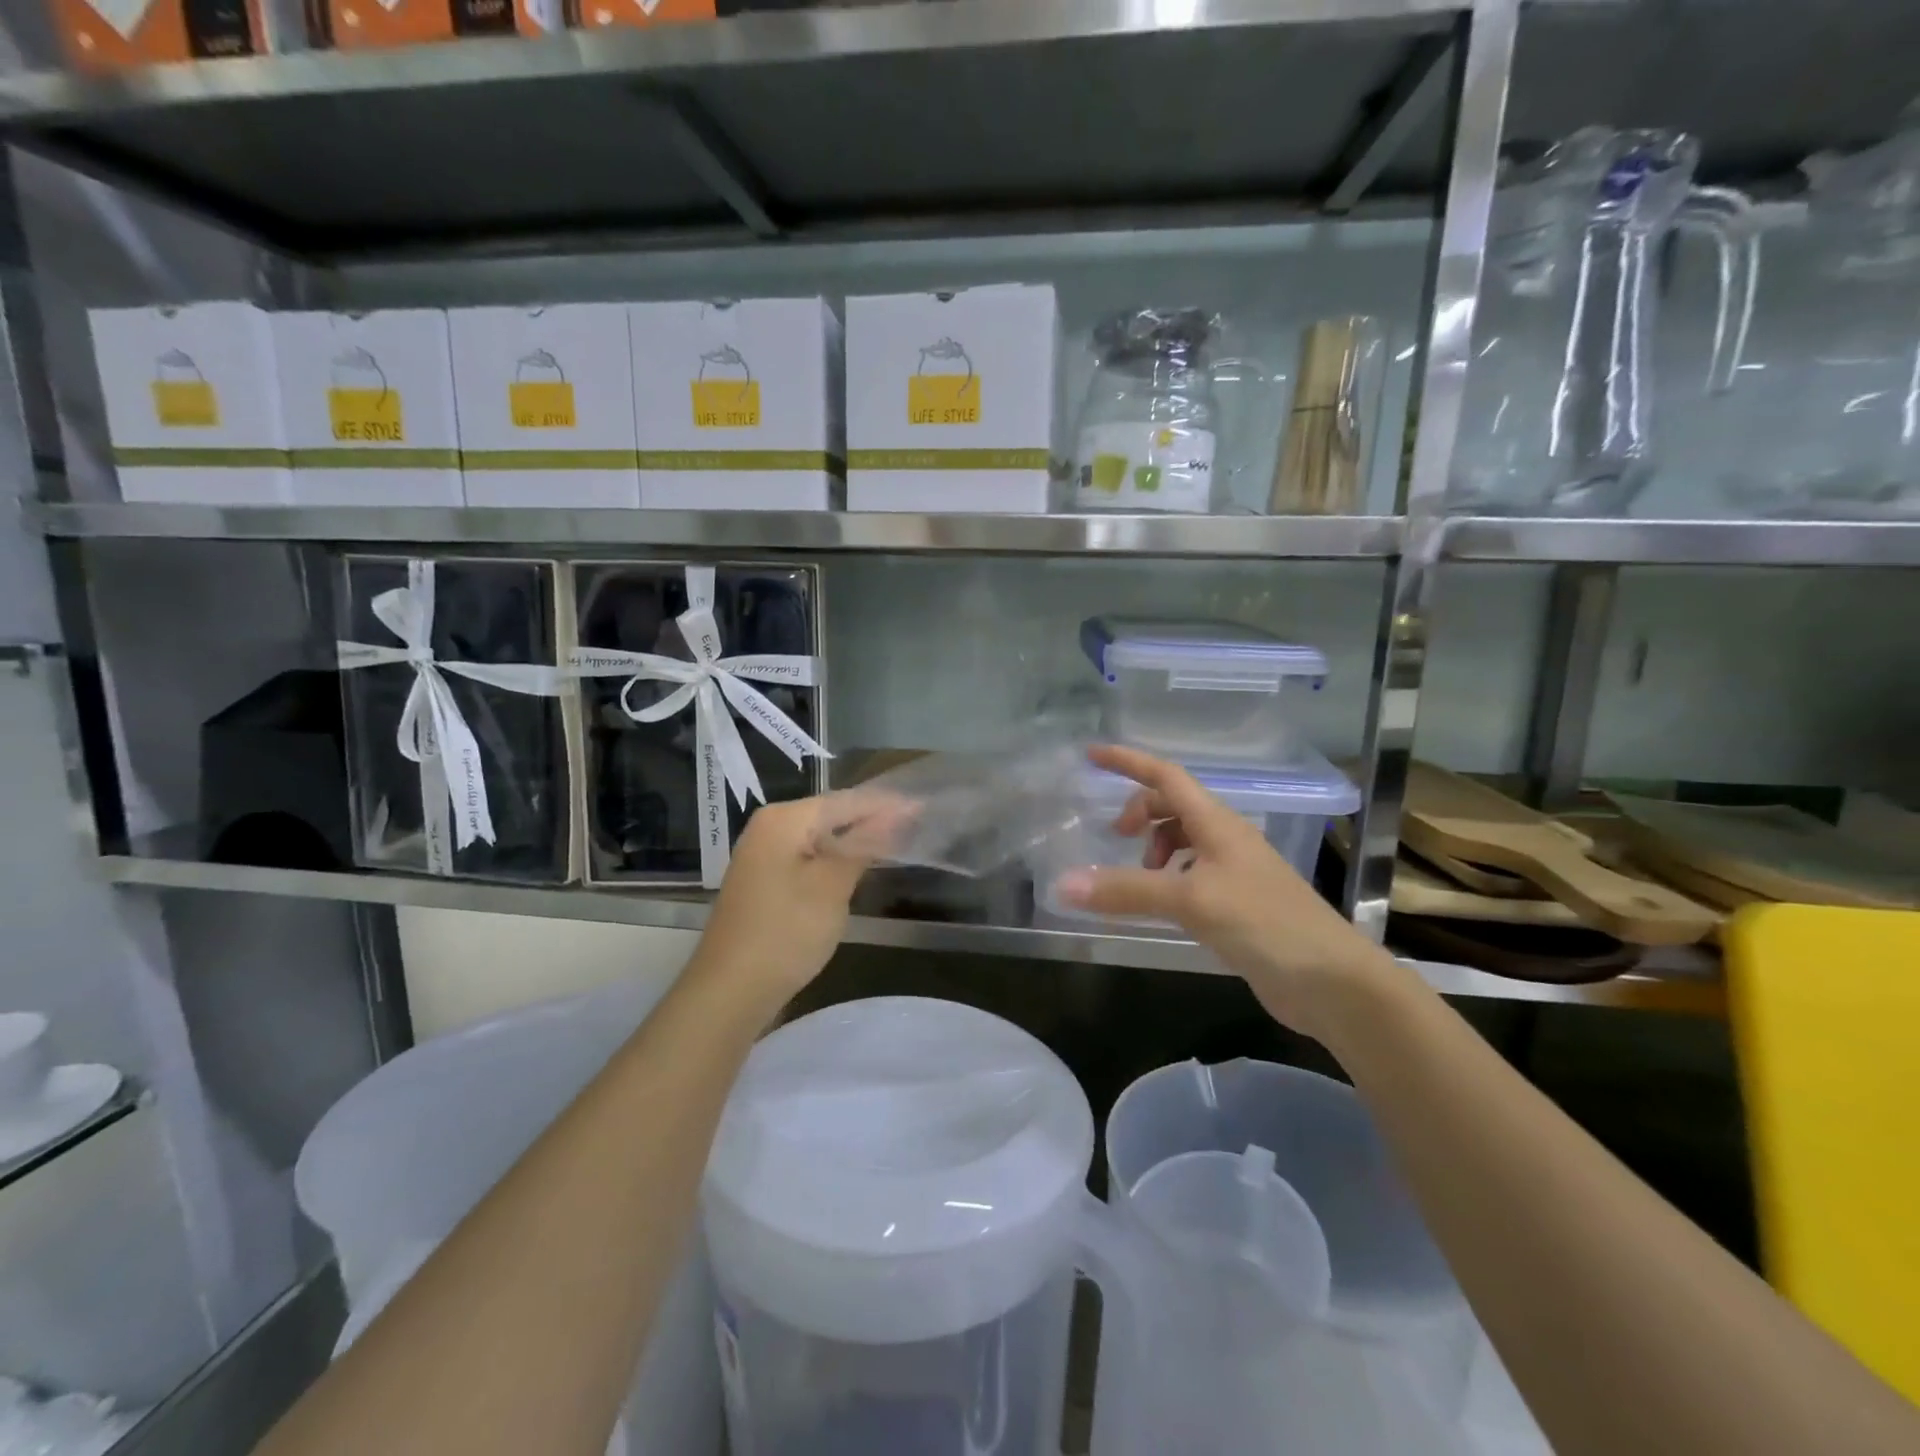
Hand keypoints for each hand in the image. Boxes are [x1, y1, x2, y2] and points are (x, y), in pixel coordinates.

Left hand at [690, 794, 895, 1009]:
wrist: (729, 991)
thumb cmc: (786, 932)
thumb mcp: (832, 885)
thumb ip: (865, 844)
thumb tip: (898, 812)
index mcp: (783, 818)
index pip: (846, 800)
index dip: (886, 804)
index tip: (923, 807)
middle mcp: (769, 826)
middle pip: (831, 814)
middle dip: (871, 819)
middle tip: (916, 823)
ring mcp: (762, 854)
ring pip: (820, 837)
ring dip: (855, 840)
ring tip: (896, 842)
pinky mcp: (764, 881)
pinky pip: (808, 857)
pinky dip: (834, 860)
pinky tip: (857, 867)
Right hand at [1054, 745, 1397, 1040]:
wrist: (1332, 981)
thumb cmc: (1265, 924)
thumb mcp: (1190, 901)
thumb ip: (1127, 891)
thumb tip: (1064, 884)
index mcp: (1217, 823)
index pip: (1166, 776)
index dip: (1128, 762)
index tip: (1091, 756)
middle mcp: (1226, 839)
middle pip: (1173, 805)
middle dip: (1140, 811)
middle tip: (1115, 838)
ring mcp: (1234, 871)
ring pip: (1183, 840)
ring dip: (1155, 846)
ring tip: (1139, 876)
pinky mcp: (1237, 903)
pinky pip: (1191, 873)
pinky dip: (1168, 877)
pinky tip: (1163, 904)